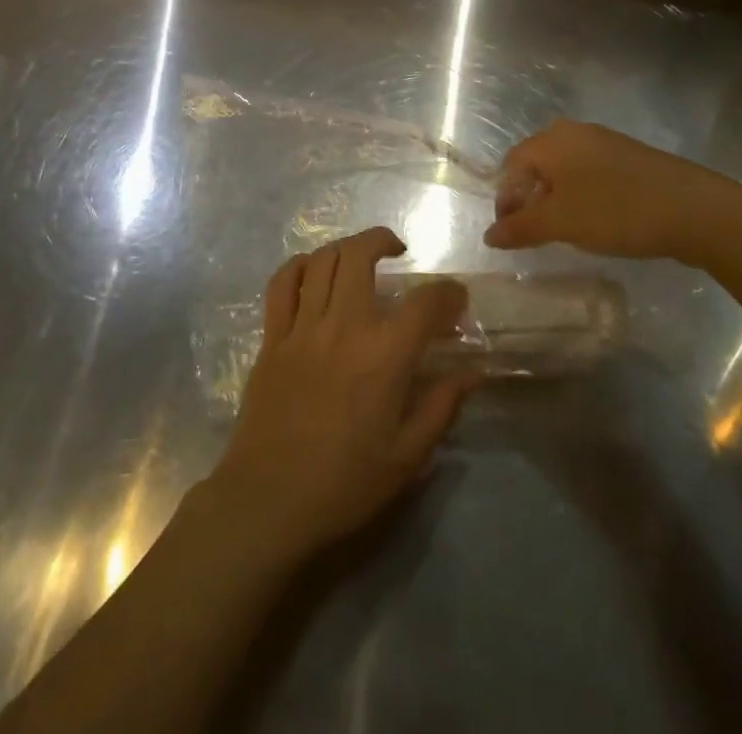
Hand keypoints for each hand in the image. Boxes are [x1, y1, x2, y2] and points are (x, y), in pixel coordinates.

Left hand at [201, 228, 475, 566]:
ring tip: (359, 256)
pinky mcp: (272, 337)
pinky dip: (300, 266)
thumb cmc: (345, 484)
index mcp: (384, 356)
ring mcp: (303, 327)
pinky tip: (313, 271)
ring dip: (345, 247)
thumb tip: (473, 373)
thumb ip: (442, 406)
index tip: (456, 298)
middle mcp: (343, 326)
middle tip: (398, 251)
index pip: (425, 303)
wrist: (269, 501)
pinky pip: (282, 284)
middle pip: (360, 255)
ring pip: (322, 260)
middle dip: (383, 240)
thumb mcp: (408, 457)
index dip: (448, 293)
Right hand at [484, 119, 741, 268]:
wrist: (696, 210)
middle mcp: (574, 132)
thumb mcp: (560, 223)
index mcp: (552, 140)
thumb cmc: (616, 210)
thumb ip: (520, 228)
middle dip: (529, 200)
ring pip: (565, 170)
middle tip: (535, 234)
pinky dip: (582, 196)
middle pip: (536, 165)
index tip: (511, 234)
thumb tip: (489, 235)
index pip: (511, 165)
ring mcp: (606, 143)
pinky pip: (591, 174)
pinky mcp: (630, 159)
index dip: (505, 200)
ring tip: (565, 231)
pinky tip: (596, 221)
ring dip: (556, 200)